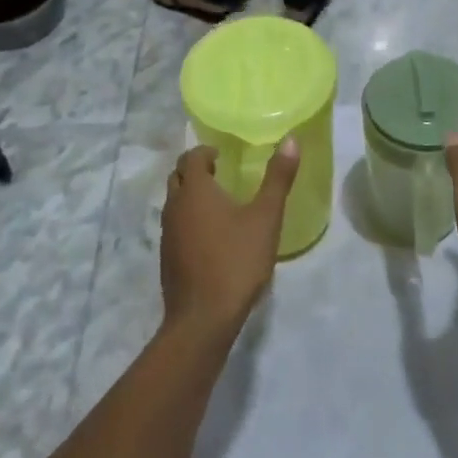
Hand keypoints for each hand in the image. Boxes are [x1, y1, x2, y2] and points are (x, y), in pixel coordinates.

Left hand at [160, 140, 299, 339]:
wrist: (203, 318)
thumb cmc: (237, 261)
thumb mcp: (265, 217)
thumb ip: (278, 178)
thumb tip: (290, 139)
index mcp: (195, 190)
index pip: (191, 157)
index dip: (205, 152)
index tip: (222, 156)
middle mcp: (174, 206)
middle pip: (178, 177)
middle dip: (195, 170)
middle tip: (220, 174)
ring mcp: (167, 234)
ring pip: (174, 202)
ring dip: (190, 196)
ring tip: (218, 203)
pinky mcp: (167, 258)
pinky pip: (175, 226)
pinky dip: (188, 220)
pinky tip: (210, 236)